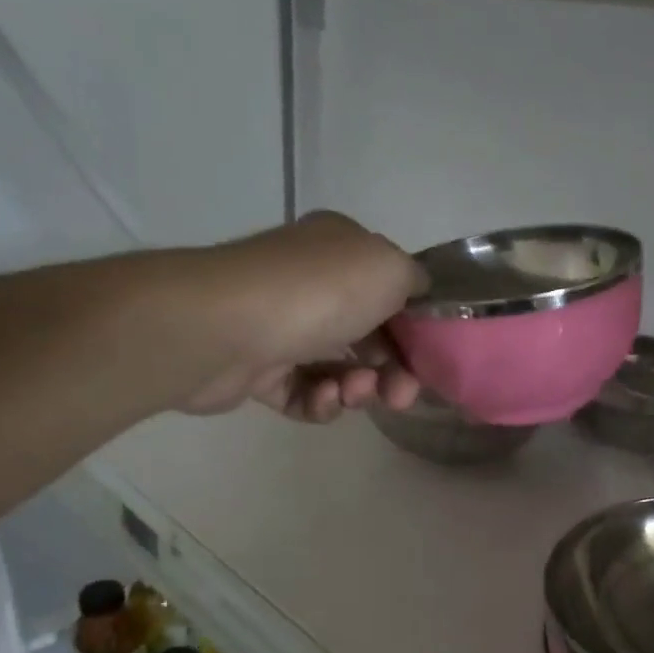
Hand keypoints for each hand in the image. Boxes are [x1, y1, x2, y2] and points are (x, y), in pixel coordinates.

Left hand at [175, 212, 427, 420]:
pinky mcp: (257, 370)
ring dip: (358, 388)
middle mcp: (309, 284)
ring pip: (339, 368)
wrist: (224, 326)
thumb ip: (415, 280)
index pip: (390, 289)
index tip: (429, 357)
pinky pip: (302, 393)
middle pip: (369, 335)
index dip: (414, 326)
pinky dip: (320, 401)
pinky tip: (323, 398)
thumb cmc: (318, 291)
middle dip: (393, 369)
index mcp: (339, 251)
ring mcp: (281, 327)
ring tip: (353, 393)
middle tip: (401, 395)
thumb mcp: (390, 267)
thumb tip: (416, 296)